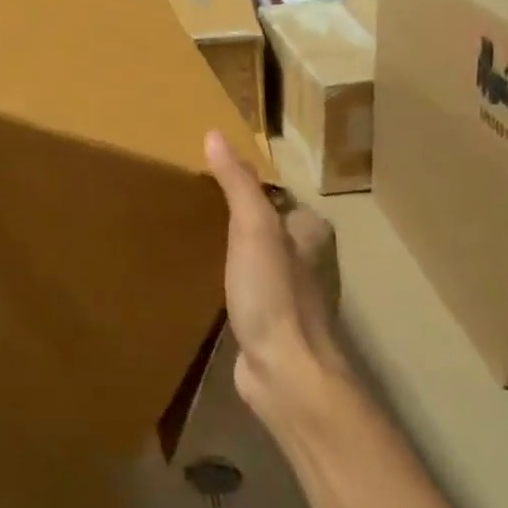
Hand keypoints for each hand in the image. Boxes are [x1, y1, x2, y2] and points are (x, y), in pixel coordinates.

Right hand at [204, 131, 342, 424]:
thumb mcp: (252, 228)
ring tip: (195, 241)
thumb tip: (215, 134)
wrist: (285, 372)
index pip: (276, 195)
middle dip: (239, 218)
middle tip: (194, 210)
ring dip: (235, 252)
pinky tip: (209, 284)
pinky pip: (251, 289)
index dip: (245, 186)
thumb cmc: (274, 294)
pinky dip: (233, 282)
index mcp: (313, 231)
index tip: (207, 181)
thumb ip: (237, 183)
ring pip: (260, 258)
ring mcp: (294, 294)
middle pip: (269, 226)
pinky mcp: (276, 322)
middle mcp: (311, 259)